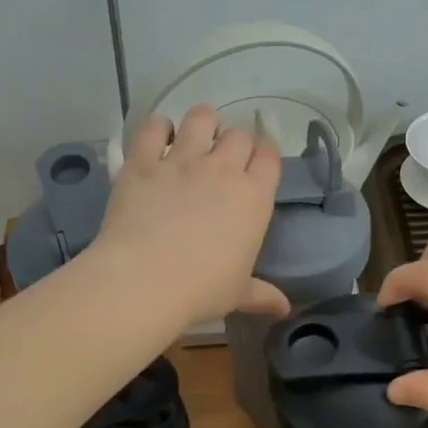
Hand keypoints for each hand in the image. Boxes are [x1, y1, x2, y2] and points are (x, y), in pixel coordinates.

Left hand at [91, 106, 286, 328]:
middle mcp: (222, 169)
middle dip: (235, 142)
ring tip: (196, 136)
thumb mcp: (238, 294)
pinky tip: (158, 137)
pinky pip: (153, 128)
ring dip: (203, 123)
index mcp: (254, 197)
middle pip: (238, 135)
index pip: (270, 156)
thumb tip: (284, 309)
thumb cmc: (202, 289)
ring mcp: (181, 160)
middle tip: (224, 160)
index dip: (265, 154)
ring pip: (201, 118)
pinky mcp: (143, 162)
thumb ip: (262, 294)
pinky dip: (157, 128)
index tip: (257, 162)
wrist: (145, 280)